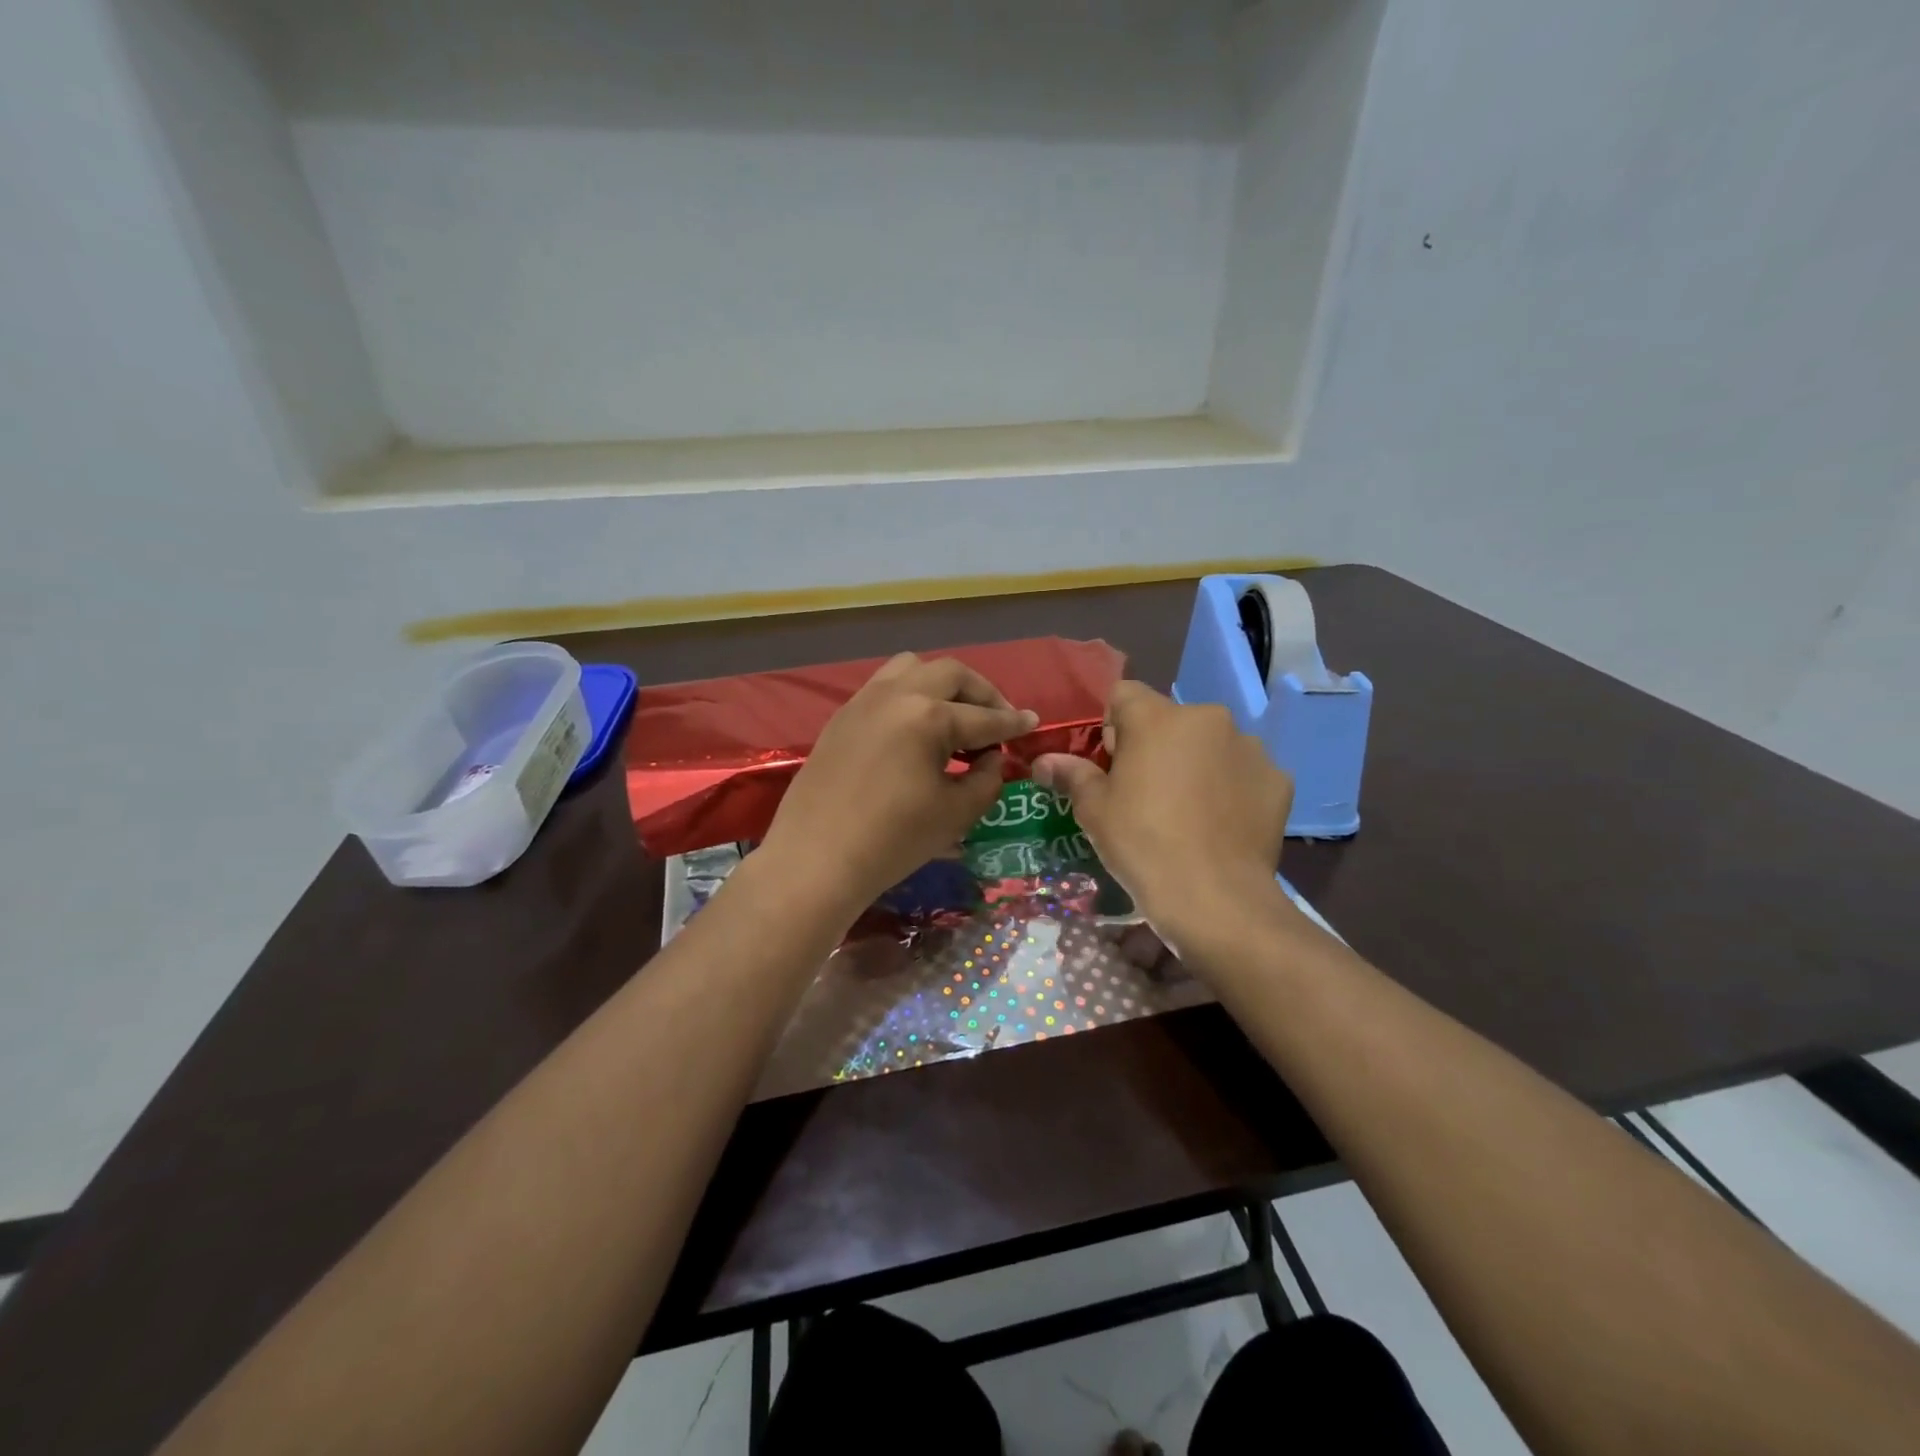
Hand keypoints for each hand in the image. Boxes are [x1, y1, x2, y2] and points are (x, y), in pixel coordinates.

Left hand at [758, 653, 1036, 918]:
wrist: (816, 860)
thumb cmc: (893, 841)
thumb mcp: (956, 813)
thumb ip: (987, 778)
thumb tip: (992, 758)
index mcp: (928, 716)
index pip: (984, 717)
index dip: (1012, 723)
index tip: (1032, 723)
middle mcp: (897, 695)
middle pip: (951, 674)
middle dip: (982, 693)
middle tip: (997, 719)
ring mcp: (864, 701)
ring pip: (912, 668)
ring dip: (942, 684)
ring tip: (955, 715)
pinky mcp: (842, 716)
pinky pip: (884, 686)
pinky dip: (910, 694)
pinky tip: (916, 727)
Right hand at [1032, 682, 1292, 950]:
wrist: (1215, 898)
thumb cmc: (1142, 844)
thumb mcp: (1094, 810)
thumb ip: (1071, 774)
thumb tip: (1044, 761)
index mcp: (1157, 718)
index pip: (1123, 695)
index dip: (1111, 726)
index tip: (1112, 765)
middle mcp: (1208, 718)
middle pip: (1170, 720)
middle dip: (1157, 746)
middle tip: (1147, 793)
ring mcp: (1249, 748)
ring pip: (1210, 744)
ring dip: (1196, 764)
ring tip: (1190, 812)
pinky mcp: (1277, 780)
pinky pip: (1243, 773)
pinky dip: (1231, 788)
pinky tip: (1221, 824)